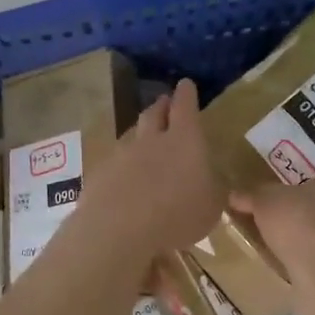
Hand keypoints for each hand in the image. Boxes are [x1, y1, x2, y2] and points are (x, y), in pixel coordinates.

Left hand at [78, 79, 222, 258]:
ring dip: (141, 134)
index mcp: (184, 140)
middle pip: (154, 113)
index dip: (186, 94)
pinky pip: (115, 161)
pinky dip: (123, 164)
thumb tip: (212, 180)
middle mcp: (152, 139)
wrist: (119, 230)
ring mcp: (122, 154)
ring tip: (146, 140)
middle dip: (161, 106)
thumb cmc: (178, 215)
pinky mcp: (101, 173)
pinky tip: (124, 177)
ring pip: (133, 135)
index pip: (185, 106)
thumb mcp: (211, 207)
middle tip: (165, 104)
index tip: (186, 84)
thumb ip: (213, 188)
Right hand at [229, 176, 314, 279]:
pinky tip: (292, 271)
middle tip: (285, 225)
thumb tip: (234, 195)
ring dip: (312, 244)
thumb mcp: (266, 201)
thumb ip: (253, 196)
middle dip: (311, 218)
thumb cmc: (299, 220)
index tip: (293, 200)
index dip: (311, 191)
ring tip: (284, 250)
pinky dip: (311, 267)